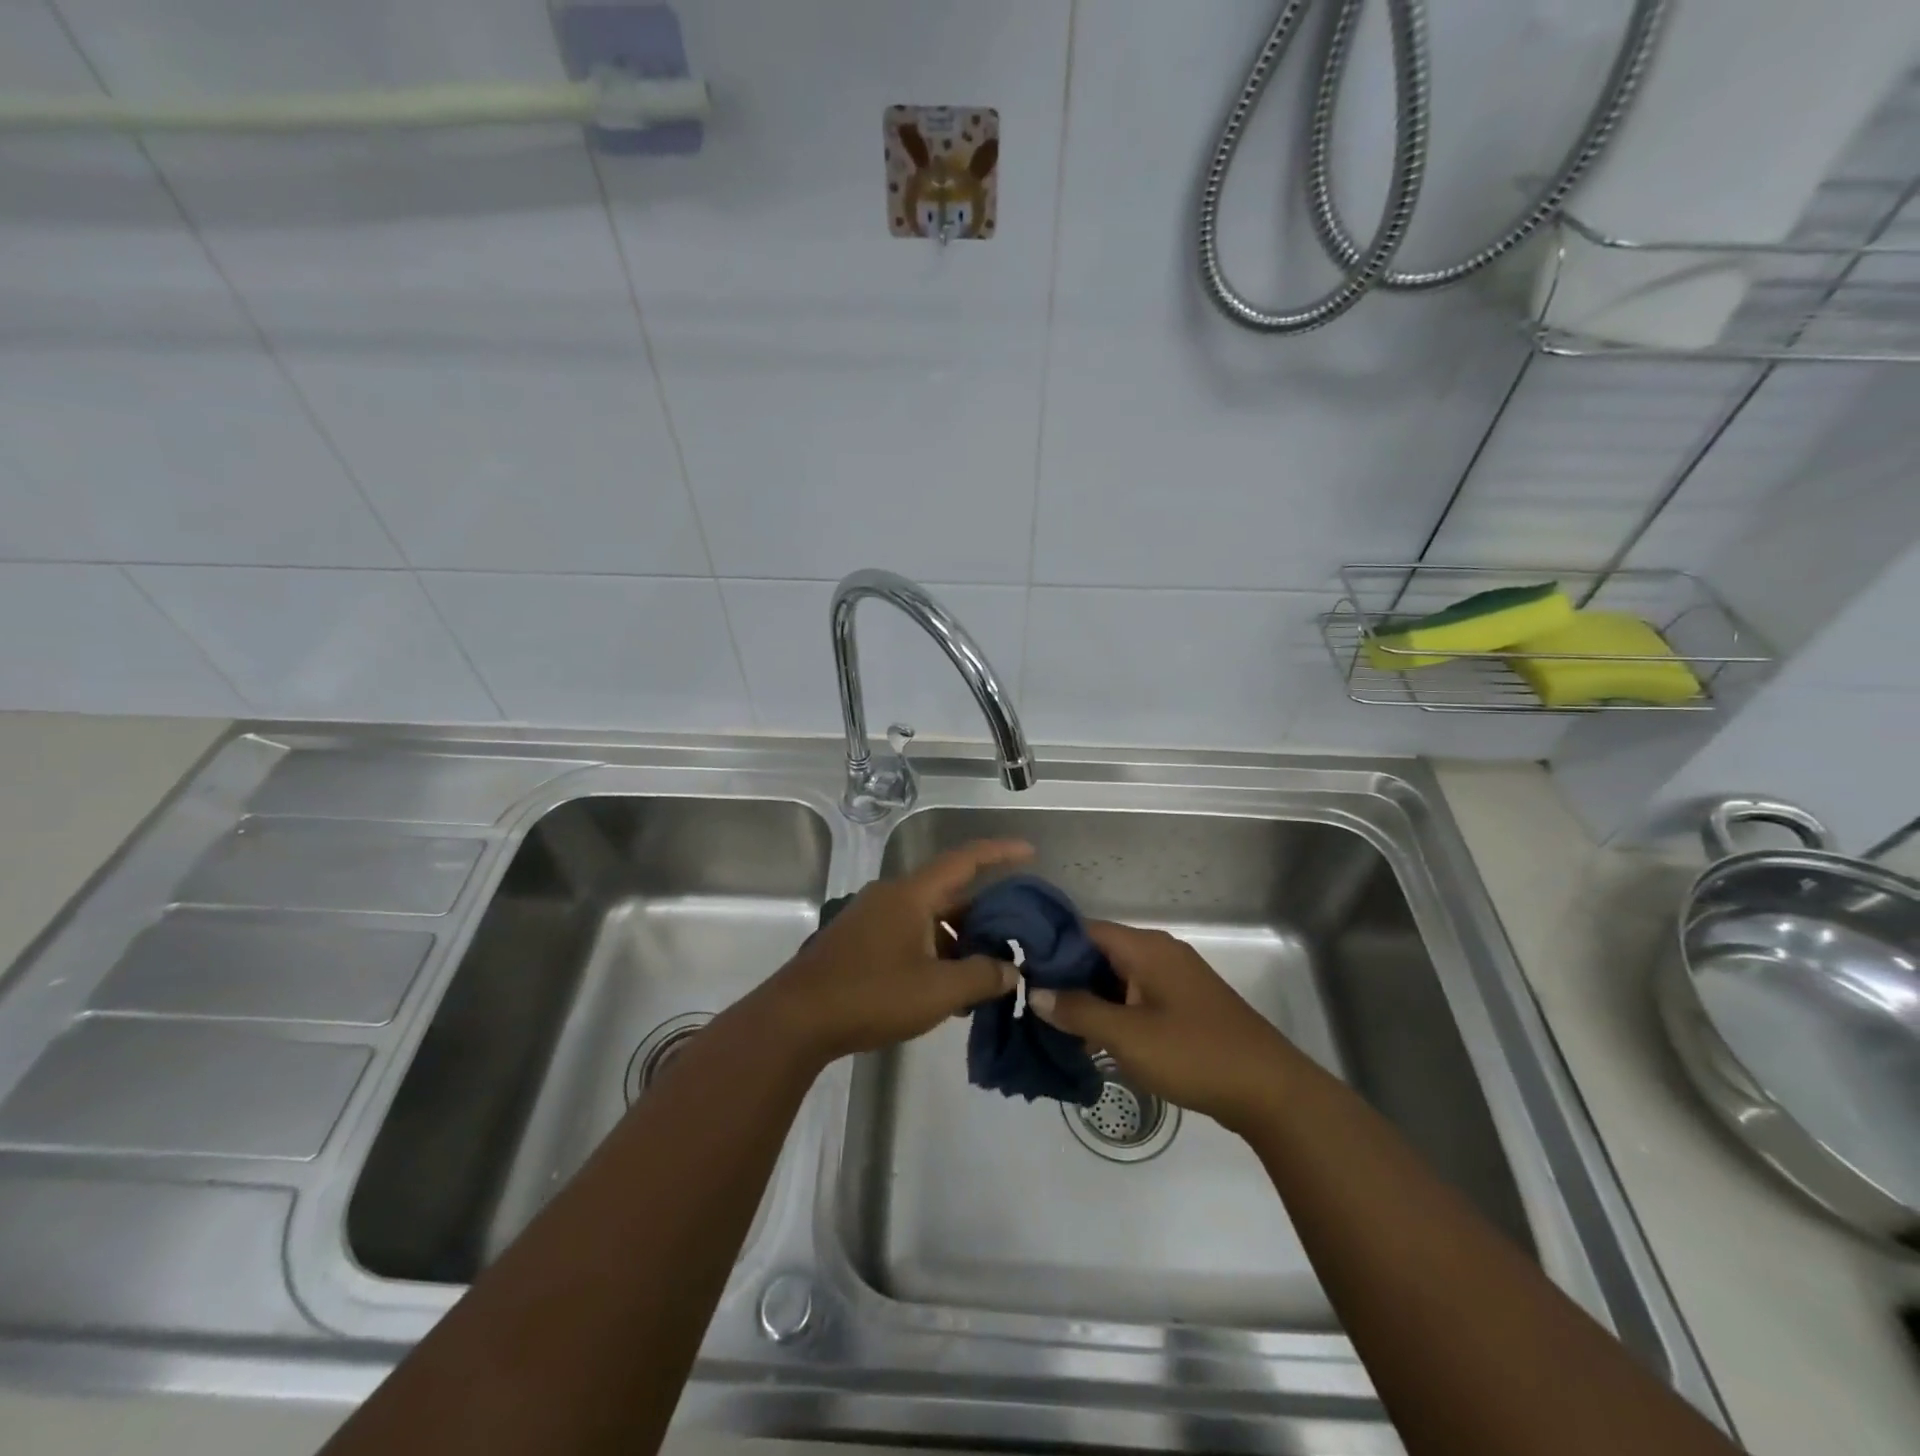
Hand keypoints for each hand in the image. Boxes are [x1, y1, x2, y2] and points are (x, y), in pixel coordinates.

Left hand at [758, 838, 1034, 1065]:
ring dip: (958, 940)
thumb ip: (982, 977)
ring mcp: (872, 919)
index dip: (999, 852)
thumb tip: (1011, 971)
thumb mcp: (937, 991)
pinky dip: (935, 952)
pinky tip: (947, 988)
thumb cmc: (871, 996)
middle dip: (984, 914)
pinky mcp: (860, 942)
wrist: (797, 1020)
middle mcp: (892, 897)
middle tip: (1016, 935)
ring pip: (929, 918)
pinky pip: (910, 935)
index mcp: (911, 894)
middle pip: (949, 893)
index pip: (964, 860)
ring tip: (986, 973)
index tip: (1030, 852)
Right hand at [1029, 920, 1300, 1134]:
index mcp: (1146, 947)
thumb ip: (1078, 1011)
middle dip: (1066, 978)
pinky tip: (1093, 1042)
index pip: (1084, 929)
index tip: (1020, 971)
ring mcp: (1174, 980)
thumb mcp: (1128, 1035)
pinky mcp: (1184, 1005)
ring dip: (1089, 1000)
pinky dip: (1113, 1013)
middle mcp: (1159, 953)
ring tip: (1054, 1027)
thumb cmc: (1194, 1054)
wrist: (1270, 1091)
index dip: (1050, 946)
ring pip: (1117, 978)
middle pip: (1099, 953)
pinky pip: (1136, 998)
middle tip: (1032, 1005)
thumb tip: (1036, 992)